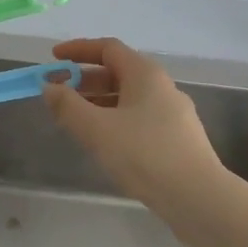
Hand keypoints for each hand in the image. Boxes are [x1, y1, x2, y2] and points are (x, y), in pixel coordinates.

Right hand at [41, 38, 221, 206]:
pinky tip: (104, 143)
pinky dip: (115, 120)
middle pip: (118, 72)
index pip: (107, 48)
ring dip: (99, 102)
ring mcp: (173, 113)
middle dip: (85, 80)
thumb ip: (68, 106)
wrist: (198, 198)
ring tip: (75, 121)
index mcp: (145, 73)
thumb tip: (49, 87)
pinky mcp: (178, 139)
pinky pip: (139, 118)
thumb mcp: (96, 129)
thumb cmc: (144, 154)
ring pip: (129, 98)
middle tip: (59, 94)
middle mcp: (162, 86)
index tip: (53, 59)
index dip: (78, 50)